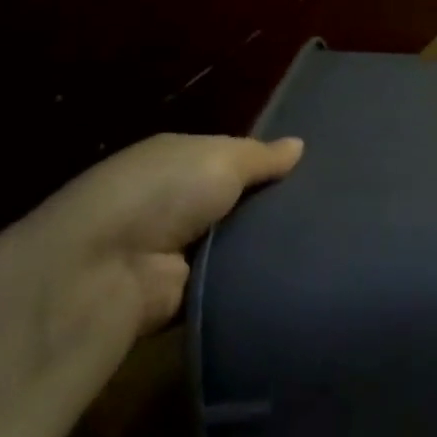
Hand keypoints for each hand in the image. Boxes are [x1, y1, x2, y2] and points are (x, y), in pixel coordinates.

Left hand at [0, 133, 303, 346]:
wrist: (105, 270)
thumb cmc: (162, 194)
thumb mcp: (220, 158)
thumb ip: (262, 155)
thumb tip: (299, 145)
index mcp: (177, 162)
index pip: (234, 159)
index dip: (270, 164)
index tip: (317, 171)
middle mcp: (175, 203)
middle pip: (241, 201)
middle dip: (278, 205)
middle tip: (331, 207)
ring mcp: (180, 249)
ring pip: (243, 240)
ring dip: (272, 242)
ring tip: (328, 239)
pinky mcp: (188, 291)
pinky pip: (236, 278)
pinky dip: (258, 275)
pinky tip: (299, 269)